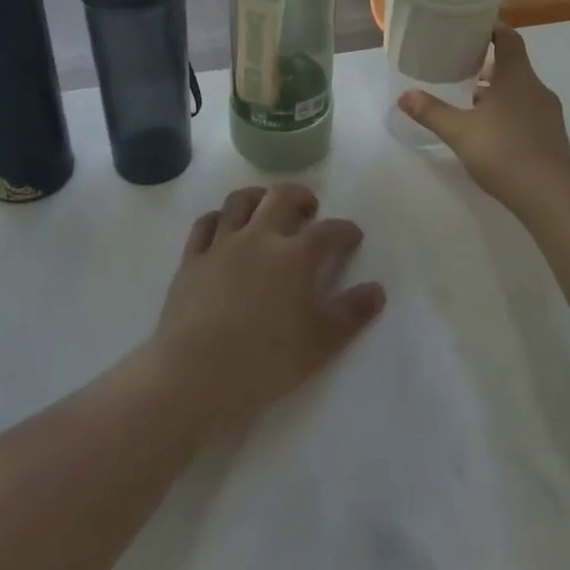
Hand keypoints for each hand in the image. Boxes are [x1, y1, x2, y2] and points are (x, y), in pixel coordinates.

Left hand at [151, 183, 386, 430]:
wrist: (197, 372)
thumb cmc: (266, 361)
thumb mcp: (320, 343)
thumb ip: (351, 314)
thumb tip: (377, 290)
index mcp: (295, 256)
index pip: (327, 232)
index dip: (344, 230)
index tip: (353, 235)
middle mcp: (259, 238)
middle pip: (281, 198)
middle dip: (300, 196)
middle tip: (309, 209)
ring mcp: (221, 244)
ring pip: (240, 201)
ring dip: (258, 197)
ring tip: (266, 206)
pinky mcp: (192, 258)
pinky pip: (205, 224)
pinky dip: (219, 218)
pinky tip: (224, 227)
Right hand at [398, 26, 569, 204]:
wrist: (550, 195)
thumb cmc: (503, 152)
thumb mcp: (459, 131)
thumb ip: (431, 112)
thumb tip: (404, 95)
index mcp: (516, 77)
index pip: (509, 39)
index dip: (493, 28)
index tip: (472, 27)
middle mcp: (536, 88)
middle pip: (514, 65)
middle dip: (489, 65)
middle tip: (463, 68)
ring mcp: (548, 113)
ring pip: (521, 90)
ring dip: (499, 91)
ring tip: (472, 103)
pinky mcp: (553, 135)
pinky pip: (529, 111)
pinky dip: (510, 111)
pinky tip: (492, 132)